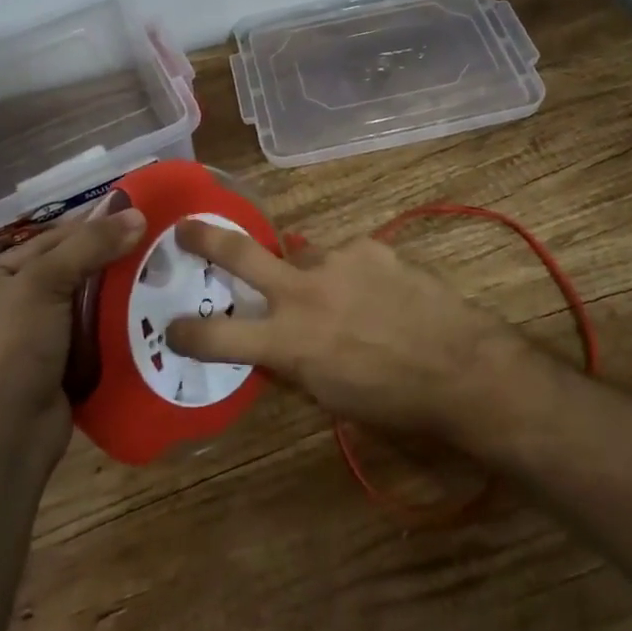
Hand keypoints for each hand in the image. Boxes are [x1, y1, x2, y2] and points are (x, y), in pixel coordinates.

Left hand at [0, 204, 145, 454]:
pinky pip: (93, 334)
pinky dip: (117, 324)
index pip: (49, 240)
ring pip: (85, 303)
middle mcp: (9, 307)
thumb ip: (89, 246)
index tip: (135, 213)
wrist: (6, 438)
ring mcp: (34, 341)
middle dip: (109, 258)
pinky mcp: (59, 367)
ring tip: (161, 273)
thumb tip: (137, 215)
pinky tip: (149, 312)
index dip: (90, 225)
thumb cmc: (12, 350)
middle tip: (156, 242)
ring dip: (118, 292)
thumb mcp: (44, 284)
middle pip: (69, 270)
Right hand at [165, 222, 525, 438]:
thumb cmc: (394, 401)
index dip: (188, 334)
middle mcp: (303, 292)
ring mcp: (337, 261)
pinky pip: (349, 257)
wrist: (460, 365)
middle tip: (186, 229)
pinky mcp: (370, 247)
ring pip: (307, 260)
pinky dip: (354, 274)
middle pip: (240, 255)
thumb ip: (294, 361)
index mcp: (288, 341)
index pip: (219, 337)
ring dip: (314, 277)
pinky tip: (382, 293)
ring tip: (349, 300)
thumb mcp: (329, 394)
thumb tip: (276, 343)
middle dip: (206, 240)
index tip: (171, 328)